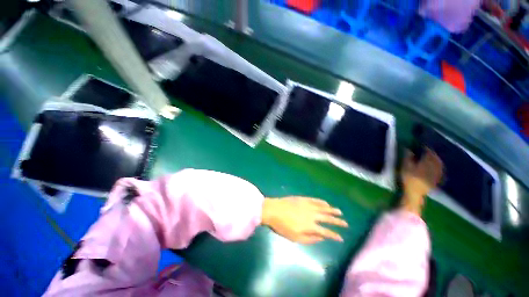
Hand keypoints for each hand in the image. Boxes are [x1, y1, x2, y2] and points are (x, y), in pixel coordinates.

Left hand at [261, 196, 347, 243]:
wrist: (273, 210)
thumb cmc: (282, 226)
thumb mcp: (295, 238)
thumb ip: (309, 239)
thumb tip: (321, 238)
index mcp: (310, 226)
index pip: (326, 232)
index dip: (334, 235)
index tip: (341, 238)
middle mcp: (312, 215)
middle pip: (327, 218)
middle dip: (337, 221)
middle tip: (345, 223)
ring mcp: (308, 205)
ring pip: (323, 208)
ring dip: (332, 210)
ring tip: (339, 212)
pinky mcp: (303, 199)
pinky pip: (315, 200)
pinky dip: (322, 202)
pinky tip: (326, 203)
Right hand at [400, 148, 443, 213]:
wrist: (415, 193)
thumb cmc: (409, 179)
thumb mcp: (405, 167)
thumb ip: (408, 157)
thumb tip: (408, 148)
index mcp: (427, 163)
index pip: (429, 153)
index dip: (425, 148)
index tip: (421, 146)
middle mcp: (435, 167)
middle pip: (435, 158)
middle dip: (431, 153)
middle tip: (426, 151)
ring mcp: (437, 173)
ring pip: (439, 163)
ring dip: (435, 159)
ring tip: (431, 157)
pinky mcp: (437, 178)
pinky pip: (439, 169)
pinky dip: (438, 166)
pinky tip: (435, 166)